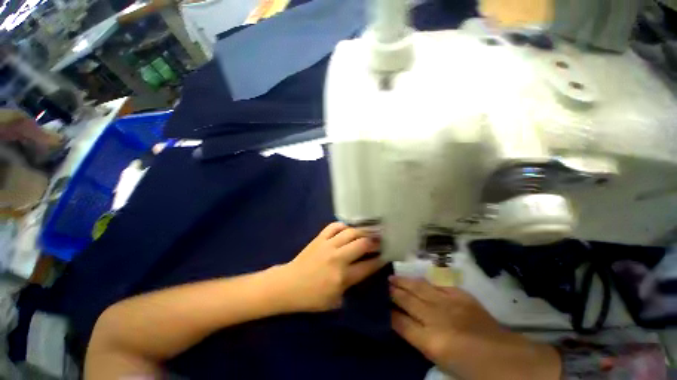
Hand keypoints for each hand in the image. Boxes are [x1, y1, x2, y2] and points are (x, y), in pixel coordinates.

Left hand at [277, 222, 382, 311]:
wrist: (289, 285)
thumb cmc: (312, 297)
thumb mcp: (335, 300)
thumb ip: (351, 284)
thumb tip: (363, 269)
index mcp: (343, 277)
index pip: (368, 266)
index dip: (379, 260)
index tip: (386, 254)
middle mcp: (338, 258)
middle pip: (362, 244)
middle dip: (375, 241)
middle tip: (380, 240)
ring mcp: (328, 245)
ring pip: (350, 232)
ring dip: (362, 231)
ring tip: (368, 231)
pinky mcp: (319, 238)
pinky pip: (334, 226)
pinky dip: (343, 225)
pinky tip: (348, 227)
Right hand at [390, 277, 560, 379]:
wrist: (507, 359)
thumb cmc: (472, 369)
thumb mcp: (442, 362)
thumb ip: (421, 341)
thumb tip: (405, 325)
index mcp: (431, 341)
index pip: (401, 323)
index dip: (389, 313)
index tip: (380, 305)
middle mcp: (436, 318)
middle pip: (408, 301)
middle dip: (393, 292)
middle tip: (382, 284)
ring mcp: (449, 304)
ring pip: (419, 288)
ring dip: (404, 282)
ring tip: (393, 276)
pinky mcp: (461, 295)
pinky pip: (439, 284)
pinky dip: (427, 280)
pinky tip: (418, 277)